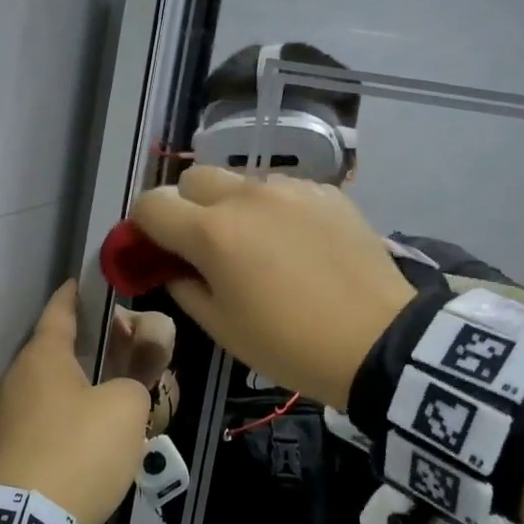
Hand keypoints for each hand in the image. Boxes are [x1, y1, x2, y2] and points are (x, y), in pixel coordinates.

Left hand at [0, 283, 169, 523]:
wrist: (30, 523)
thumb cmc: (80, 447)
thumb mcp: (126, 408)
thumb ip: (138, 377)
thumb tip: (135, 374)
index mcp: (43, 356)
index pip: (60, 311)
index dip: (74, 294)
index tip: (84, 282)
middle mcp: (19, 378)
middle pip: (55, 349)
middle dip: (86, 344)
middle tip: (121, 345)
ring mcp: (9, 417)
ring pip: (51, 387)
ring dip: (79, 384)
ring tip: (114, 391)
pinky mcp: (10, 451)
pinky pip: (45, 419)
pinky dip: (69, 415)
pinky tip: (93, 432)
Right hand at [131, 167, 416, 408]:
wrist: (381, 341)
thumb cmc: (290, 344)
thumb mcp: (222, 328)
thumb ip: (184, 287)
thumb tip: (174, 267)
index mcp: (212, 232)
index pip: (151, 204)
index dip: (142, 226)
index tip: (154, 250)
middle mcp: (246, 197)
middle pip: (193, 179)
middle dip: (185, 207)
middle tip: (203, 246)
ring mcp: (290, 190)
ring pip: (241, 183)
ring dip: (233, 207)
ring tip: (258, 246)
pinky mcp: (326, 193)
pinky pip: (283, 191)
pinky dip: (275, 211)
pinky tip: (298, 245)